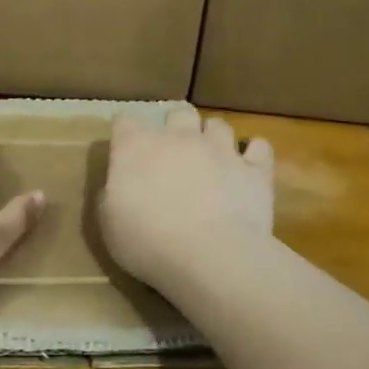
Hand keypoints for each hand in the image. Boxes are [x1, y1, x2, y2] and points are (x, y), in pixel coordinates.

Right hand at [100, 105, 273, 292]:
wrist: (210, 257)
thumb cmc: (148, 241)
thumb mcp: (109, 224)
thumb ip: (112, 194)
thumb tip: (119, 184)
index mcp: (137, 147)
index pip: (125, 123)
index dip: (124, 134)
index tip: (124, 149)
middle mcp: (179, 137)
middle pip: (178, 112)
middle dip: (175, 125)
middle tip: (173, 150)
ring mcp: (221, 150)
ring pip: (218, 125)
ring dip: (212, 137)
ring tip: (212, 157)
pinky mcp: (255, 170)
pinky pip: (259, 147)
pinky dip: (253, 153)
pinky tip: (248, 166)